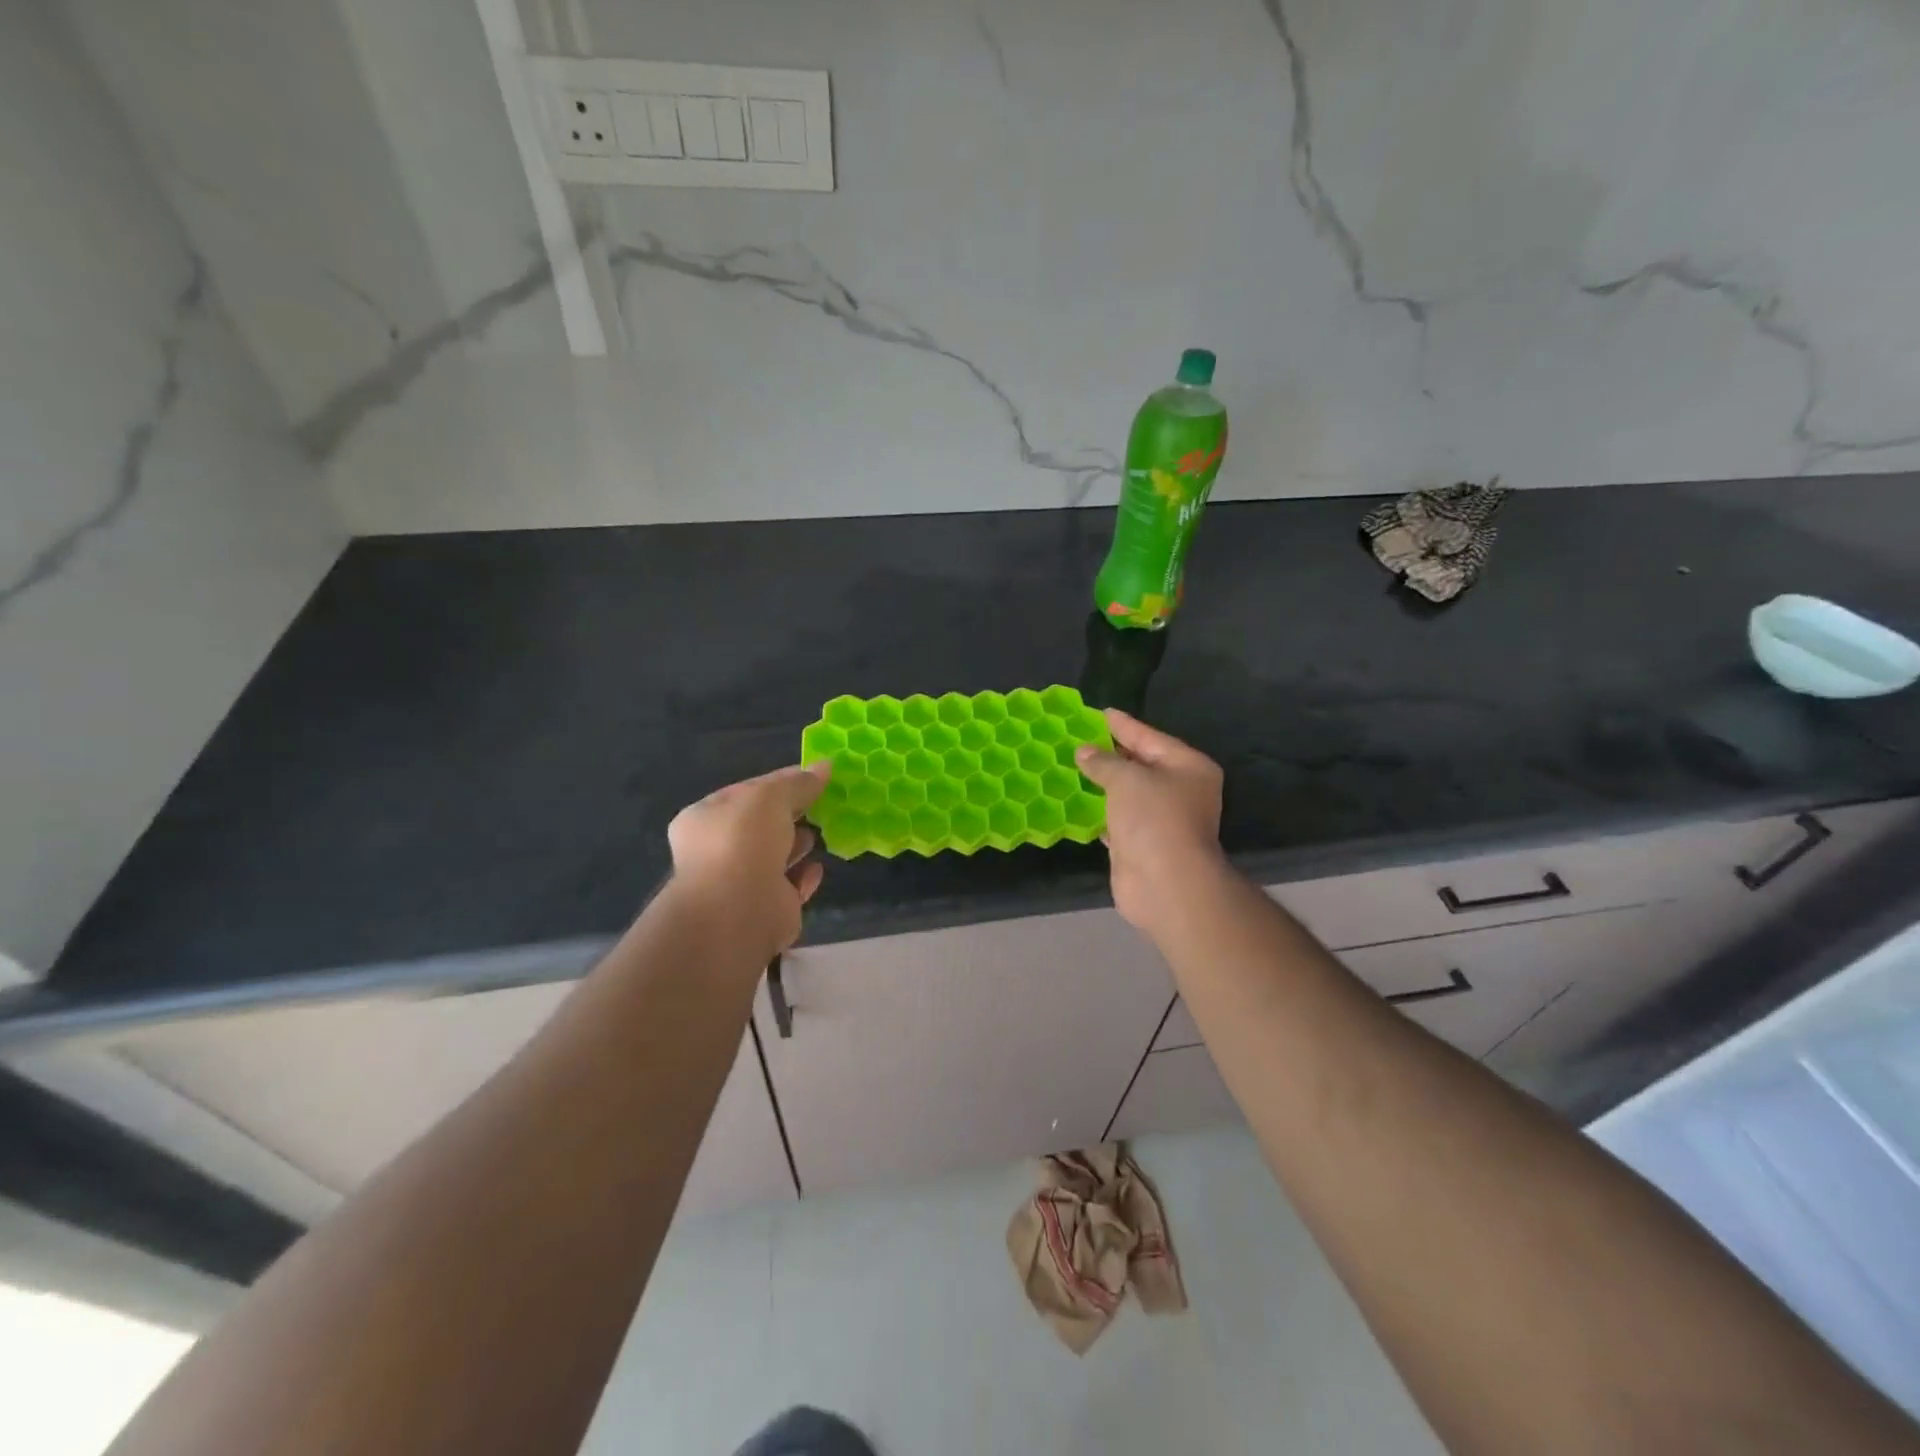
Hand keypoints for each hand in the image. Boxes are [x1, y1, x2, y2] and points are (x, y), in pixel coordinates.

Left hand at [666, 764, 828, 953]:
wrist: (739, 910)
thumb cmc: (744, 840)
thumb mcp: (771, 796)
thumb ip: (798, 782)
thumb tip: (825, 766)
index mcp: (704, 818)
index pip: (746, 791)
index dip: (779, 781)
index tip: (813, 776)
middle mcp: (716, 850)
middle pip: (760, 824)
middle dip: (788, 814)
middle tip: (821, 803)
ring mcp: (739, 883)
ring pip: (773, 856)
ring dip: (795, 844)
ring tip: (820, 832)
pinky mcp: (765, 909)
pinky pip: (789, 886)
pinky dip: (804, 876)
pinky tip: (818, 866)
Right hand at [1076, 710, 1227, 936]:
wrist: (1165, 884)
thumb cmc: (1154, 819)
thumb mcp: (1127, 779)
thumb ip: (1104, 762)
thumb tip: (1084, 752)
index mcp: (1188, 767)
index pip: (1150, 737)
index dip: (1123, 725)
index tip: (1100, 712)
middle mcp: (1180, 790)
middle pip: (1140, 764)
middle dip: (1110, 754)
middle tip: (1079, 738)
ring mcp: (1161, 820)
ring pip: (1127, 793)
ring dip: (1102, 783)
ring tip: (1072, 765)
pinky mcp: (1141, 844)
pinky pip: (1116, 819)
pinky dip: (1098, 811)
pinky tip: (1077, 801)